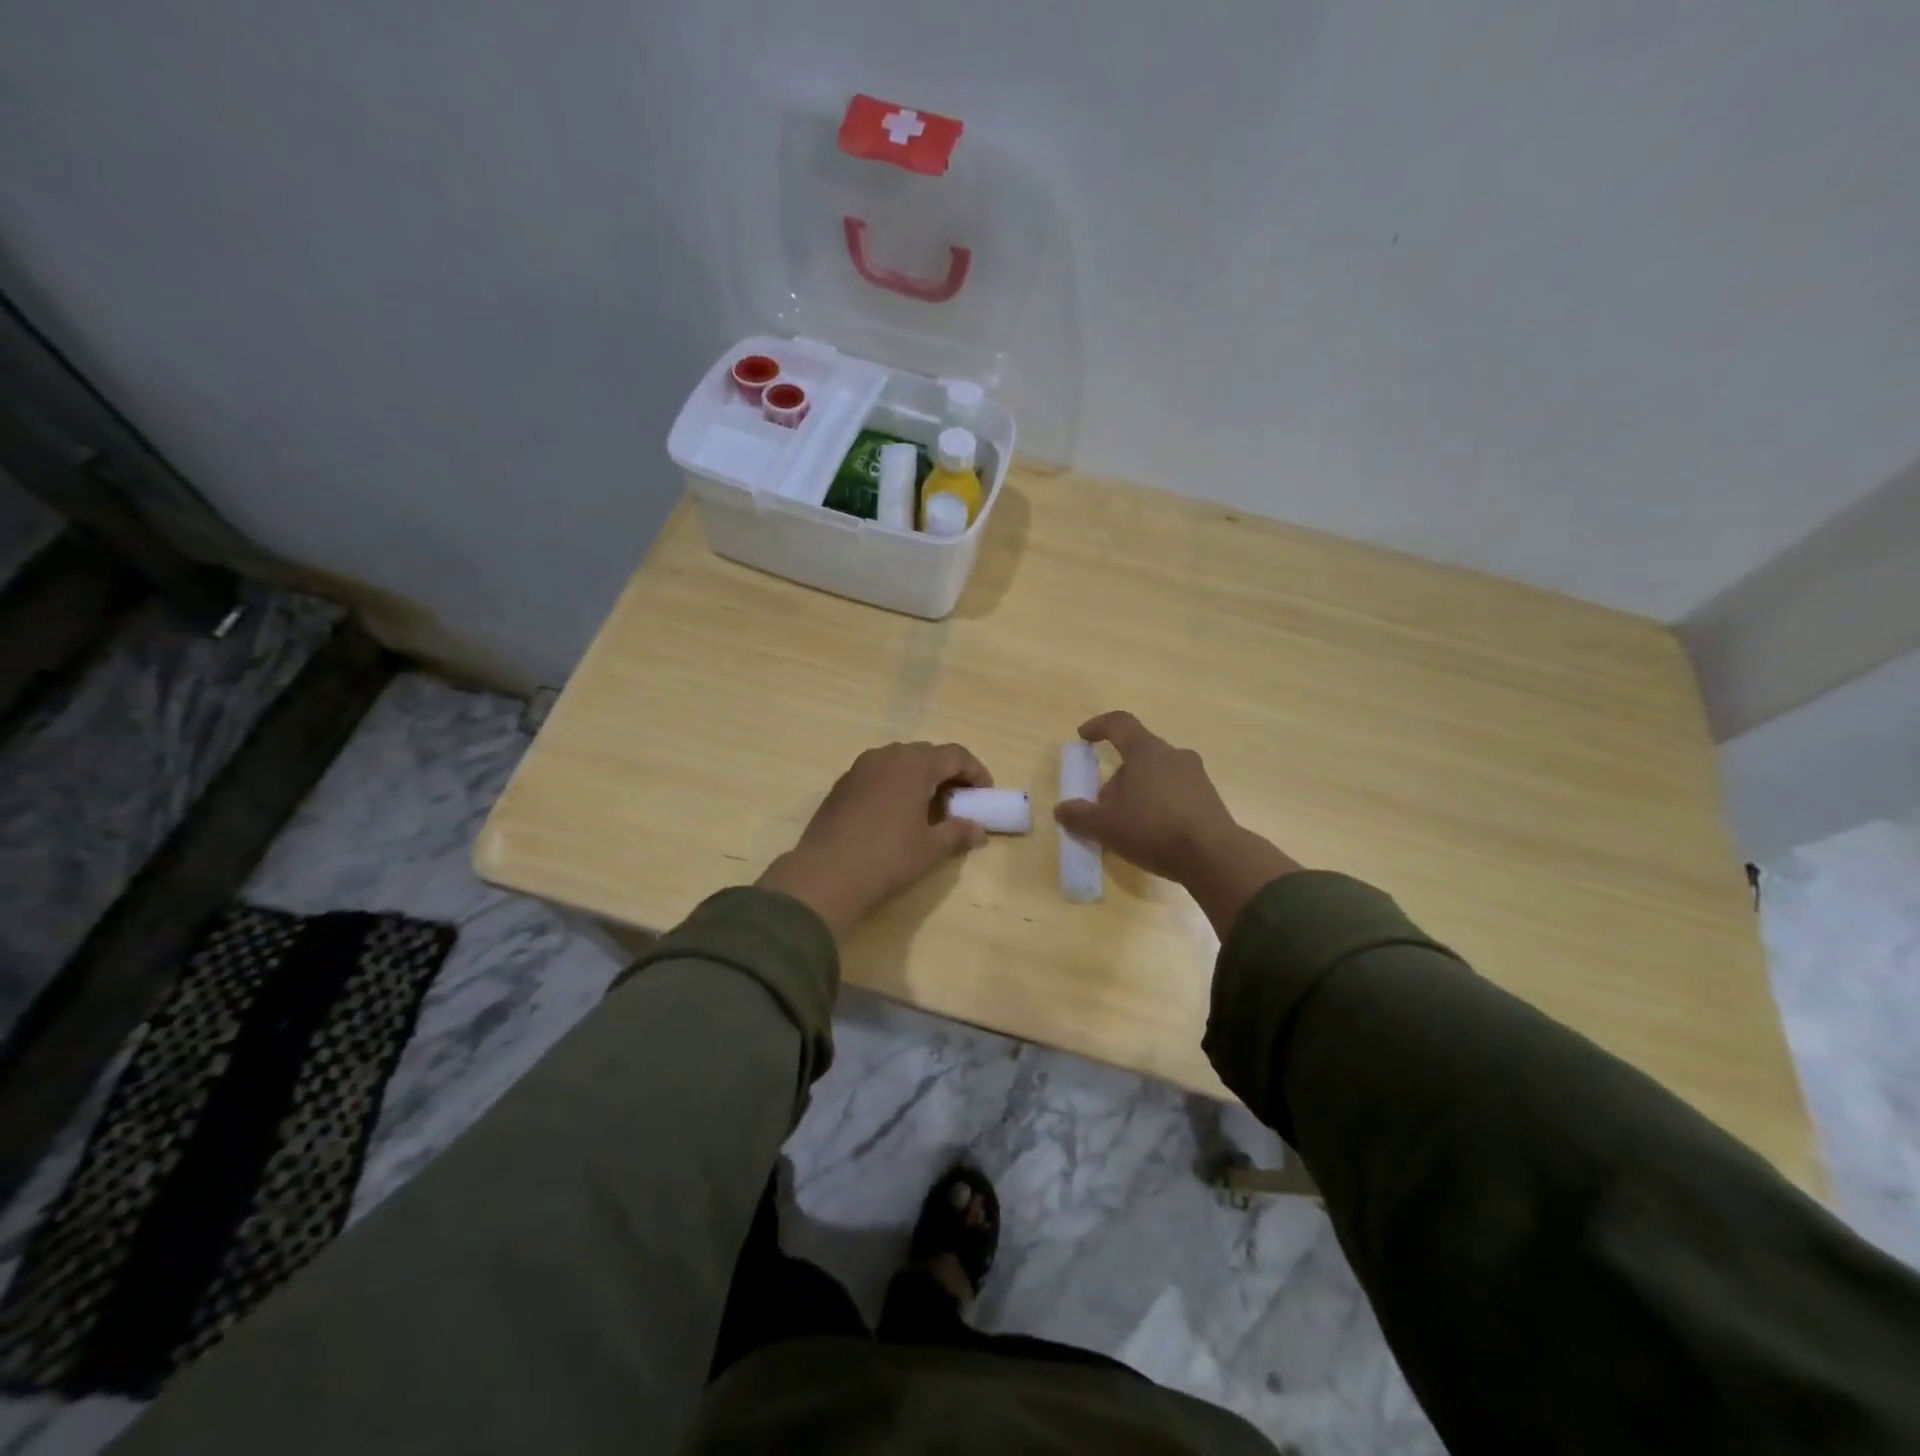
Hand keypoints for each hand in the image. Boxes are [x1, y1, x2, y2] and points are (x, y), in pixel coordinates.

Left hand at [758, 742, 991, 939]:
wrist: (825, 876)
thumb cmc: (887, 859)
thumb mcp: (930, 849)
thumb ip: (958, 833)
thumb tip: (978, 831)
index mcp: (914, 764)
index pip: (955, 755)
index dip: (976, 772)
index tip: (985, 794)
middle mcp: (887, 756)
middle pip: (927, 754)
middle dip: (948, 773)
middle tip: (961, 800)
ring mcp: (860, 769)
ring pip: (900, 762)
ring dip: (921, 777)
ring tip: (930, 807)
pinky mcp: (841, 785)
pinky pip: (878, 774)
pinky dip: (896, 785)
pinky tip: (897, 814)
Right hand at [1053, 711, 1299, 934]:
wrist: (1214, 856)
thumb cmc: (1152, 828)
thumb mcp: (1106, 826)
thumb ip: (1080, 815)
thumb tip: (1062, 809)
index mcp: (1146, 751)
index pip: (1120, 724)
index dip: (1099, 726)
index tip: (1084, 736)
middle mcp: (1173, 755)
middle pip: (1138, 754)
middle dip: (1118, 775)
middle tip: (1104, 803)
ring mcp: (1196, 776)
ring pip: (1158, 774)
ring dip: (1139, 791)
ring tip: (1127, 822)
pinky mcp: (1210, 799)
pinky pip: (1176, 792)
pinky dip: (1159, 804)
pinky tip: (1152, 832)